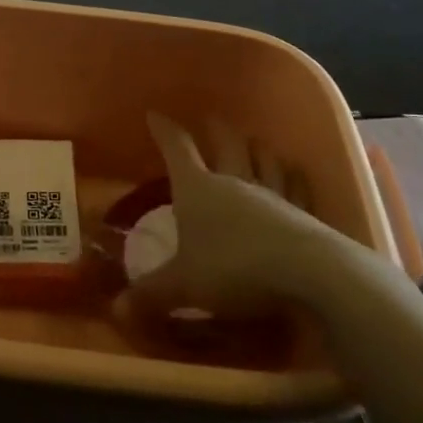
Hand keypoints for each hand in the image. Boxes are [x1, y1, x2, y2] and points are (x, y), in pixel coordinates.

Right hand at [127, 114, 335, 317]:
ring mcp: (271, 195)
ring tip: (253, 141)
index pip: (176, 149)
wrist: (306, 274)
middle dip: (214, 130)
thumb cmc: (233, 269)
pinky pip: (296, 186)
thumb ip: (151, 294)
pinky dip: (293, 175)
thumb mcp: (184, 286)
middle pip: (225, 145)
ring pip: (263, 160)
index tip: (154, 115)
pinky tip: (296, 170)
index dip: (164, 131)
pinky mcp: (302, 213)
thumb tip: (116, 308)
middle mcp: (233, 182)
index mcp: (197, 189)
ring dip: (256, 147)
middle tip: (210, 120)